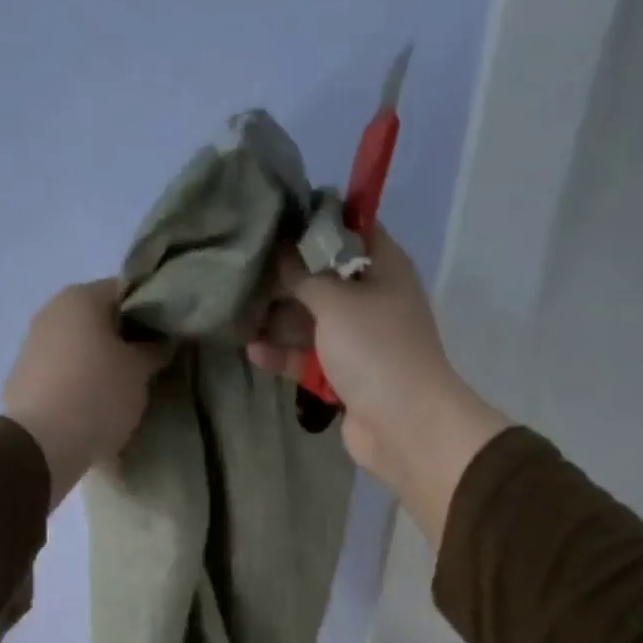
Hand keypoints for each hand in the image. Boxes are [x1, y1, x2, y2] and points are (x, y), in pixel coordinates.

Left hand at [2, 280, 164, 506]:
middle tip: (150, 367)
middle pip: (100, 319)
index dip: (152, 312)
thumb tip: (163, 340)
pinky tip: (94, 407)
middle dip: (125, 340)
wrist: (41, 444)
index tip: (168, 338)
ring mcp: (33, 344)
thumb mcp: (139, 372)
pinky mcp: (23, 377)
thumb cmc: (98, 395)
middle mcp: (52, 310)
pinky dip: (80, 383)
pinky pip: (63, 372)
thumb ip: (155, 349)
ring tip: (124, 391)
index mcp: (81, 297)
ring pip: (80, 347)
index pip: (127, 291)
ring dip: (101, 363)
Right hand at [247, 230, 506, 542]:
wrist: (404, 425)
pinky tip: (253, 351)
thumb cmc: (375, 349)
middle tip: (240, 270)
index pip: (347, 227)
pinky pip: (309, 358)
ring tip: (237, 315)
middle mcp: (372, 298)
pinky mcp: (344, 376)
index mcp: (383, 266)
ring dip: (278, 319)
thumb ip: (302, 272)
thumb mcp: (336, 299)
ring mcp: (358, 340)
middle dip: (283, 277)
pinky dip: (285, 354)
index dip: (311, 220)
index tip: (270, 217)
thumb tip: (278, 249)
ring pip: (311, 321)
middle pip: (321, 277)